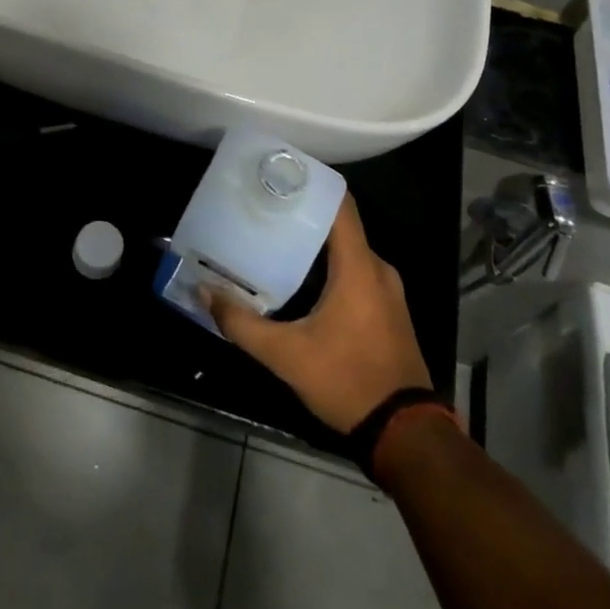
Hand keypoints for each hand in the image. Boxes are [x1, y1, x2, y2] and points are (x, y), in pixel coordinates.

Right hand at [203, 195, 431, 432]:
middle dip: (302, 215)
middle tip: (263, 210)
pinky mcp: (388, 310)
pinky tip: (300, 279)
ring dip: (315, 244)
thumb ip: (241, 324)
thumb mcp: (286, 355)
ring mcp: (387, 291)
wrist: (405, 433)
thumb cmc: (347, 381)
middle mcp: (378, 269)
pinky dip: (329, 266)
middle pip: (339, 226)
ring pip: (347, 251)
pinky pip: (356, 272)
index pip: (340, 205)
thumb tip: (204, 292)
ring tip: (274, 240)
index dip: (311, 184)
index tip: (279, 175)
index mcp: (359, 267)